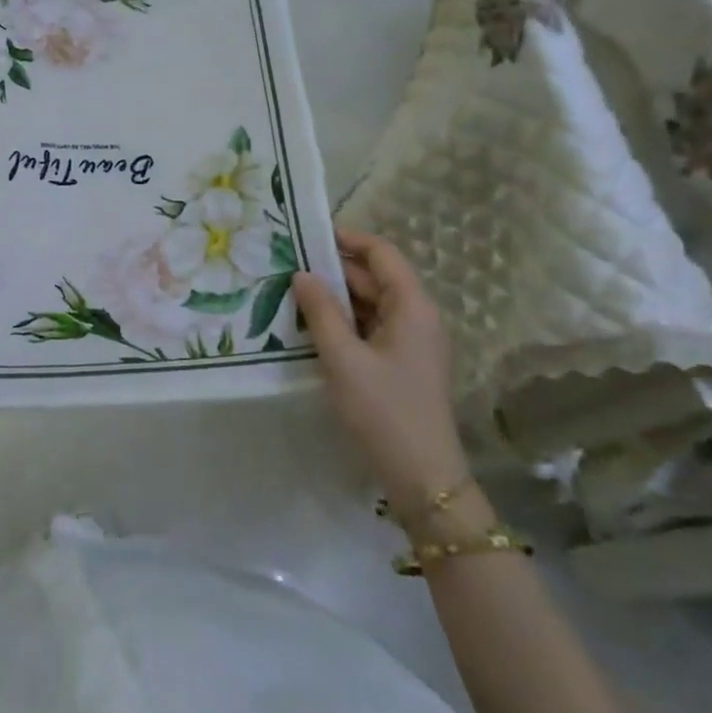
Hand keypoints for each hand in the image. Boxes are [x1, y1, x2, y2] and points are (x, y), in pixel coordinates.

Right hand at [293, 228, 467, 509]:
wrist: (423, 477)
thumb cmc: (384, 411)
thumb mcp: (343, 359)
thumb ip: (321, 312)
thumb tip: (302, 275)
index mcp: (413, 307)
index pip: (382, 253)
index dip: (348, 239)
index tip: (308, 235)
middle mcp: (417, 317)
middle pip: (376, 278)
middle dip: (334, 269)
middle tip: (288, 265)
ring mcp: (412, 342)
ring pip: (371, 304)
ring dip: (336, 298)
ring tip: (293, 292)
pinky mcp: (402, 363)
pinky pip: (371, 328)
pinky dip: (344, 322)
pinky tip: (312, 327)